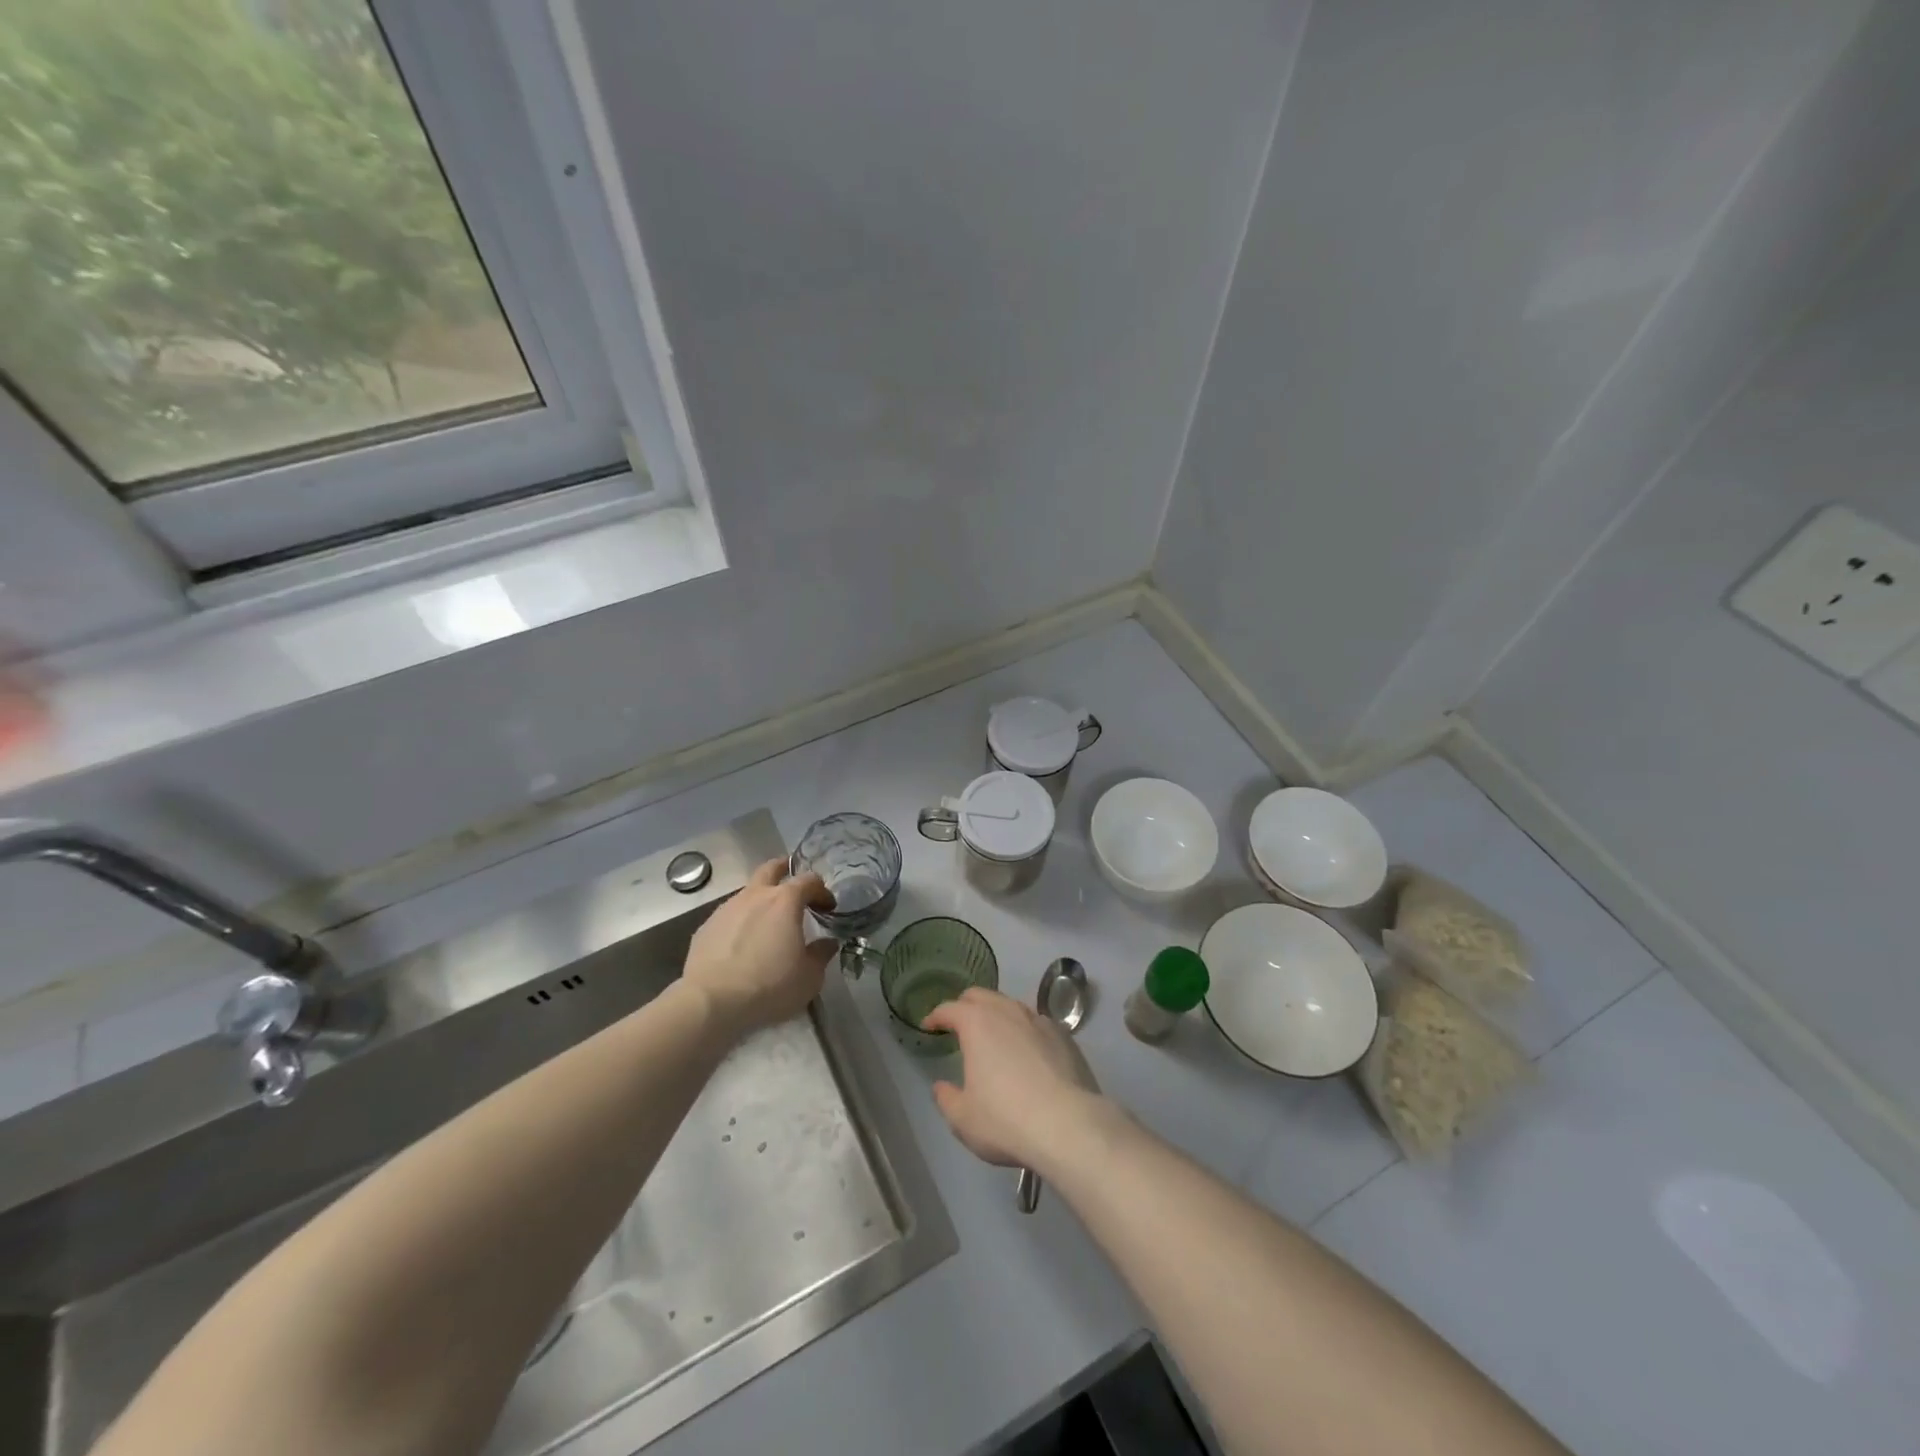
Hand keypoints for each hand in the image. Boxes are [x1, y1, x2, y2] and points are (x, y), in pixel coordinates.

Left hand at [683, 859, 834, 1036]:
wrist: (711, 1002)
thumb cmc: (769, 986)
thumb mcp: (809, 977)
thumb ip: (821, 954)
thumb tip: (827, 943)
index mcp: (785, 901)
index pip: (809, 881)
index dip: (822, 891)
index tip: (828, 908)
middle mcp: (755, 896)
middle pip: (771, 868)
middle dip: (784, 870)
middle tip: (794, 884)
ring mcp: (726, 909)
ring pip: (747, 893)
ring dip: (760, 900)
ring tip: (767, 923)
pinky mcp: (706, 927)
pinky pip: (729, 916)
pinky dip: (740, 922)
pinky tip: (741, 945)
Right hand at [922, 988, 1107, 1172]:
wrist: (1068, 1126)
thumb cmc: (1006, 1120)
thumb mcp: (963, 1119)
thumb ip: (946, 1098)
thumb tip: (941, 1087)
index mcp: (977, 1024)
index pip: (949, 1008)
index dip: (936, 1016)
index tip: (929, 1026)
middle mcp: (1007, 1012)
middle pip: (981, 996)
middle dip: (965, 1006)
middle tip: (958, 1024)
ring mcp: (1039, 1020)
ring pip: (1011, 1005)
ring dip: (997, 1014)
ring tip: (993, 1036)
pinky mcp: (1064, 1036)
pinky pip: (1037, 1023)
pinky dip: (1024, 1030)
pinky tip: (1027, 1051)